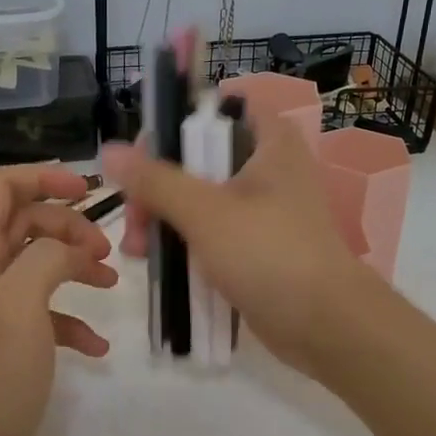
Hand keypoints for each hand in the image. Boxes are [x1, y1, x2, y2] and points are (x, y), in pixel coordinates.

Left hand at [0, 165, 117, 435]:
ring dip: (73, 265)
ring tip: (109, 283)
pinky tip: (96, 346)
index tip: (86, 191)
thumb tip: (69, 247)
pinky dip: (69, 317)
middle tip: (104, 251)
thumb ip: (47, 257)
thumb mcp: (20, 303)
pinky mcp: (2, 338)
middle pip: (24, 222)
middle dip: (67, 227)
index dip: (41, 177)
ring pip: (36, 263)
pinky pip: (40, 309)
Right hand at [104, 111, 370, 375]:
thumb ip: (156, 180)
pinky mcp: (256, 247)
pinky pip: (210, 234)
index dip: (176, 125)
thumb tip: (109, 151)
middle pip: (198, 159)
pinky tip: (155, 264)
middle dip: (157, 187)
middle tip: (133, 217)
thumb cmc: (269, 253)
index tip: (143, 156)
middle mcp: (267, 168)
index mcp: (269, 141)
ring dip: (163, 219)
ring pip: (199, 200)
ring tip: (135, 250)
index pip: (216, 110)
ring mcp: (262, 210)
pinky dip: (183, 244)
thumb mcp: (206, 212)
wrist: (326, 326)